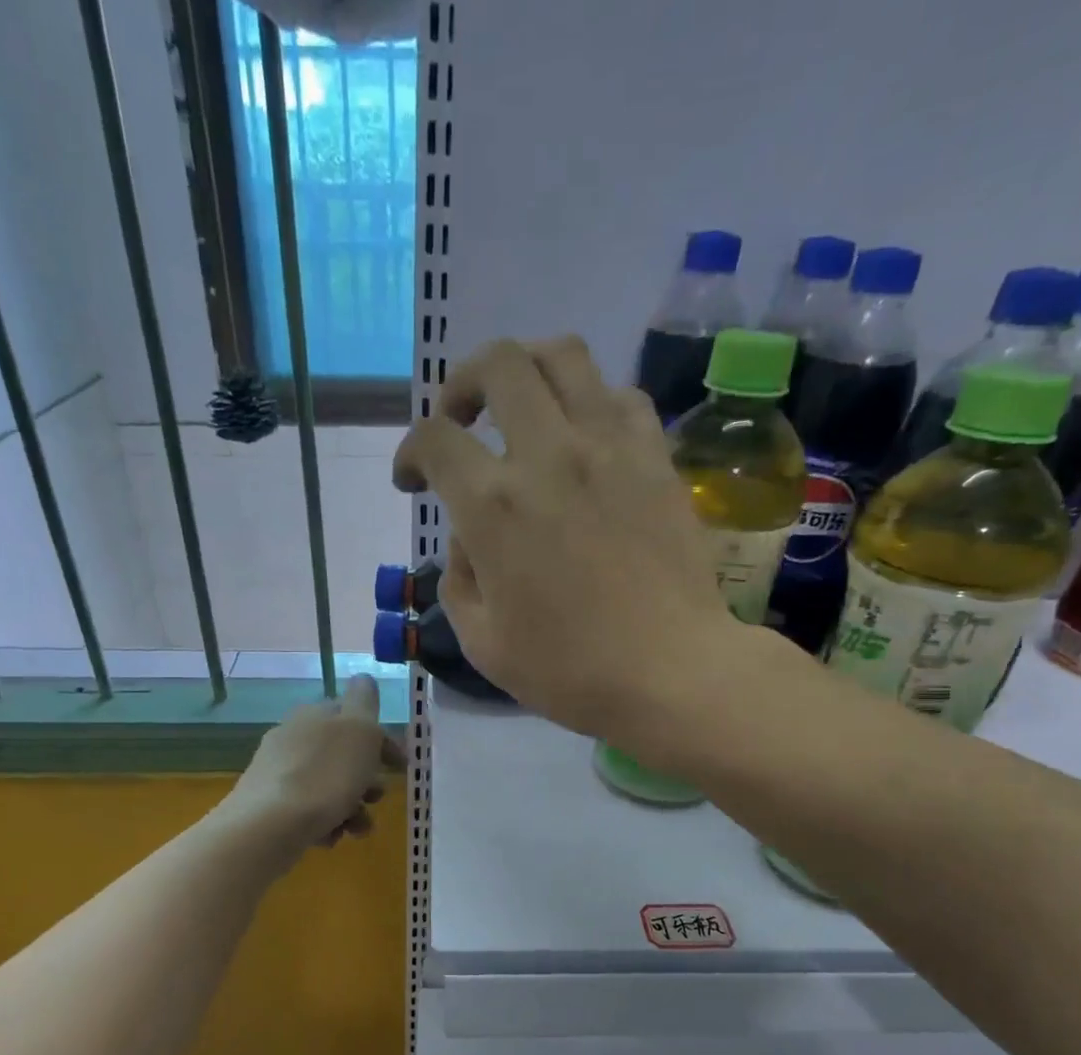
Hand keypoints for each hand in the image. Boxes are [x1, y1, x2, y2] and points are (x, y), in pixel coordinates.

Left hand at [223, 675, 402, 859]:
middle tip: (376, 798)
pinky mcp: (268, 804)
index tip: (401, 767)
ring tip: (357, 828)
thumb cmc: (327, 774)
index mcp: (315, 714)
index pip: (354, 717)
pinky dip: (326, 822)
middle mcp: (293, 737)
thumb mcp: (359, 728)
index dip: (383, 741)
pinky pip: (309, 810)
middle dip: (367, 779)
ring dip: (351, 806)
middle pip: (342, 755)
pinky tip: (329, 836)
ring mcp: (277, 771)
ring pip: (328, 785)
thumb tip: (364, 679)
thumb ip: (365, 700)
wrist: (271, 824)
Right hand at [392, 337, 781, 744]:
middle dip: (463, 385)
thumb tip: (467, 540)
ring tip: (523, 410)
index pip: (434, 440)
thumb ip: (458, 581)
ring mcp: (609, 448)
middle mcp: (548, 455)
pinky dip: (591, 403)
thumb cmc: (570, 670)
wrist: (671, 672)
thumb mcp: (484, 644)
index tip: (412, 481)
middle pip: (498, 365)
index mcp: (493, 507)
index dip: (410, 452)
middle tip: (462, 423)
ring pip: (564, 356)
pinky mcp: (655, 457)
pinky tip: (585, 440)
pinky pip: (620, 396)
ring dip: (528, 371)